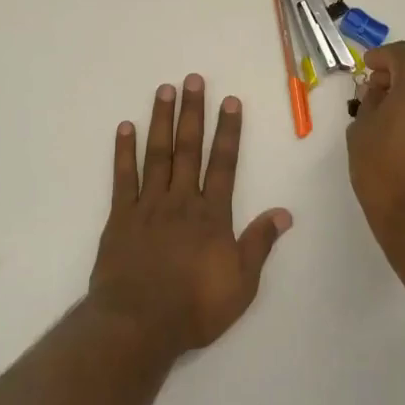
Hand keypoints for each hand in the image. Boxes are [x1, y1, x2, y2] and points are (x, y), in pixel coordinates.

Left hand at [88, 74, 292, 357]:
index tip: (229, 101)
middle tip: (193, 79)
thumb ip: (259, 244)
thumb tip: (284, 212)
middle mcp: (181, 201)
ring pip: (157, 155)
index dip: (228, 131)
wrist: (138, 324)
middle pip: (189, 149)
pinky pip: (123, 177)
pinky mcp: (120, 217)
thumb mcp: (241, 283)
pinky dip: (124, 151)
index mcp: (212, 215)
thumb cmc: (194, 307)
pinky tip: (125, 128)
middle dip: (193, 113)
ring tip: (164, 90)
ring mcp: (148, 206)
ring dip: (162, 121)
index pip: (224, 164)